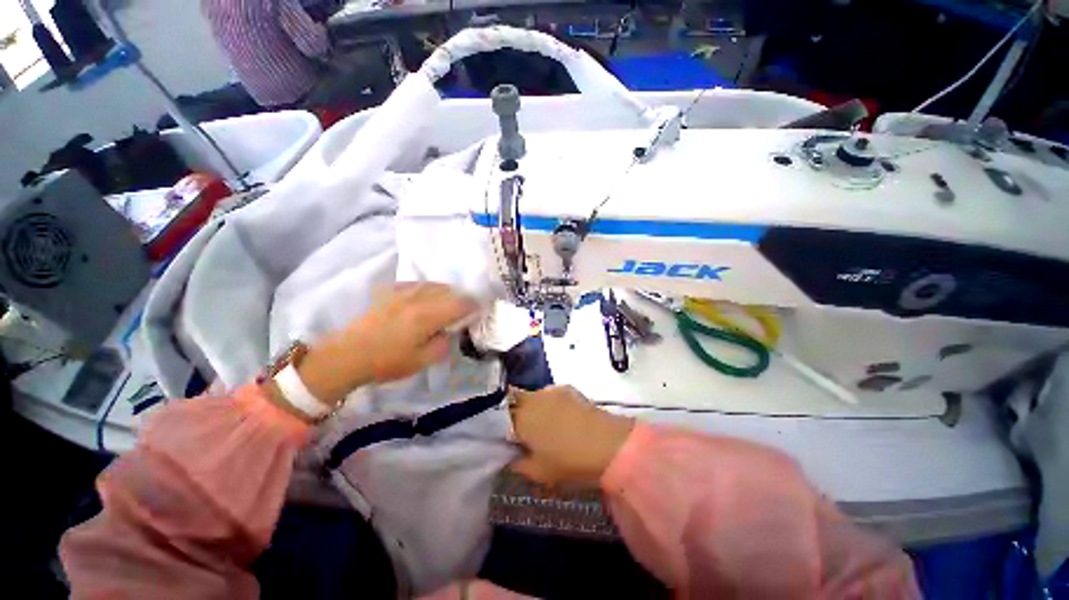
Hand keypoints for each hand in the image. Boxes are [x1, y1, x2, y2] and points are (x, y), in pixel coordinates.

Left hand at [289, 283, 478, 408]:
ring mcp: (402, 293)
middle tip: (466, 308)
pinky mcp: (390, 292)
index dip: (474, 305)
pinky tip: (427, 296)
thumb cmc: (386, 362)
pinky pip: (416, 284)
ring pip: (433, 285)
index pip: (460, 303)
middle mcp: (418, 299)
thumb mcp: (422, 361)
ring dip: (446, 292)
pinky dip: (428, 288)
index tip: (479, 310)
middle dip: (462, 298)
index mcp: (428, 316)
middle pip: (449, 291)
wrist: (347, 355)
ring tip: (449, 301)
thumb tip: (450, 331)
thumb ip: (443, 344)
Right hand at [508, 386, 633, 486]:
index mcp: (520, 419)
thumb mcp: (538, 472)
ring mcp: (549, 391)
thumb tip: (511, 458)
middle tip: (522, 427)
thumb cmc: (568, 460)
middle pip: (514, 399)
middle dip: (515, 410)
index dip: (501, 423)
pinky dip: (549, 402)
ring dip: (532, 406)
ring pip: (532, 395)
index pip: (500, 415)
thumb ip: (519, 464)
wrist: (605, 442)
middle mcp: (531, 399)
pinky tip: (561, 415)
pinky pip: (549, 393)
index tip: (506, 433)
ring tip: (544, 421)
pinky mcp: (565, 387)